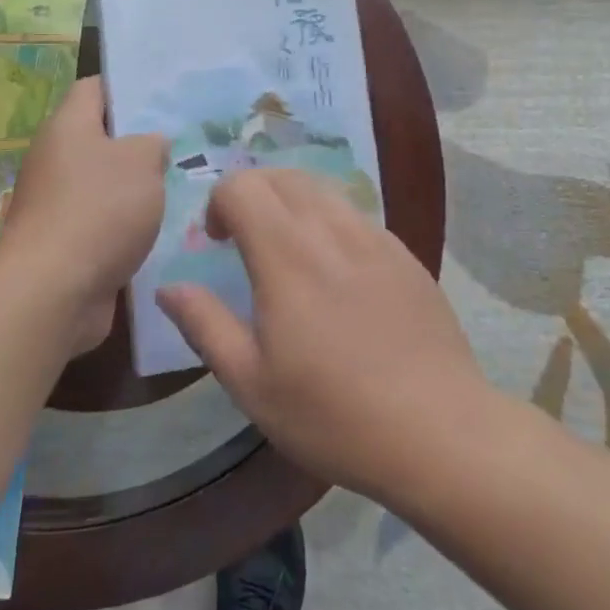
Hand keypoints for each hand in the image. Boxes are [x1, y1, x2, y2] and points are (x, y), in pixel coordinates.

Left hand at [0, 76, 166, 355]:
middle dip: (140, 144)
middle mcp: (55, 160)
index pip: (95, 88)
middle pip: (100, 139)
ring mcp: (56, 204)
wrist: (53, 291)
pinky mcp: (64, 244)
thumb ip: (152, 144)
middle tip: (185, 146)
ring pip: (104, 185)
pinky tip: (163, 232)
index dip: (127, 87)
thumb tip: (151, 145)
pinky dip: (126, 227)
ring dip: (136, 190)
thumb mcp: (141, 162)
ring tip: (183, 189)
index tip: (164, 97)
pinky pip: (102, 224)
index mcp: (67, 127)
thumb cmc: (99, 209)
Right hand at [158, 169, 485, 501]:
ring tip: (288, 252)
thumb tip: (169, 288)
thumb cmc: (334, 414)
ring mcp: (375, 238)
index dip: (218, 203)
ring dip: (291, 204)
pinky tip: (335, 273)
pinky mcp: (405, 255)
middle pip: (281, 176)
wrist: (440, 433)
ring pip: (322, 189)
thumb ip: (205, 325)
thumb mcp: (252, 383)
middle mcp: (331, 230)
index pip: (241, 186)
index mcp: (287, 255)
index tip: (217, 244)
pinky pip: (356, 215)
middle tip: (244, 241)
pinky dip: (329, 222)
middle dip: (251, 194)